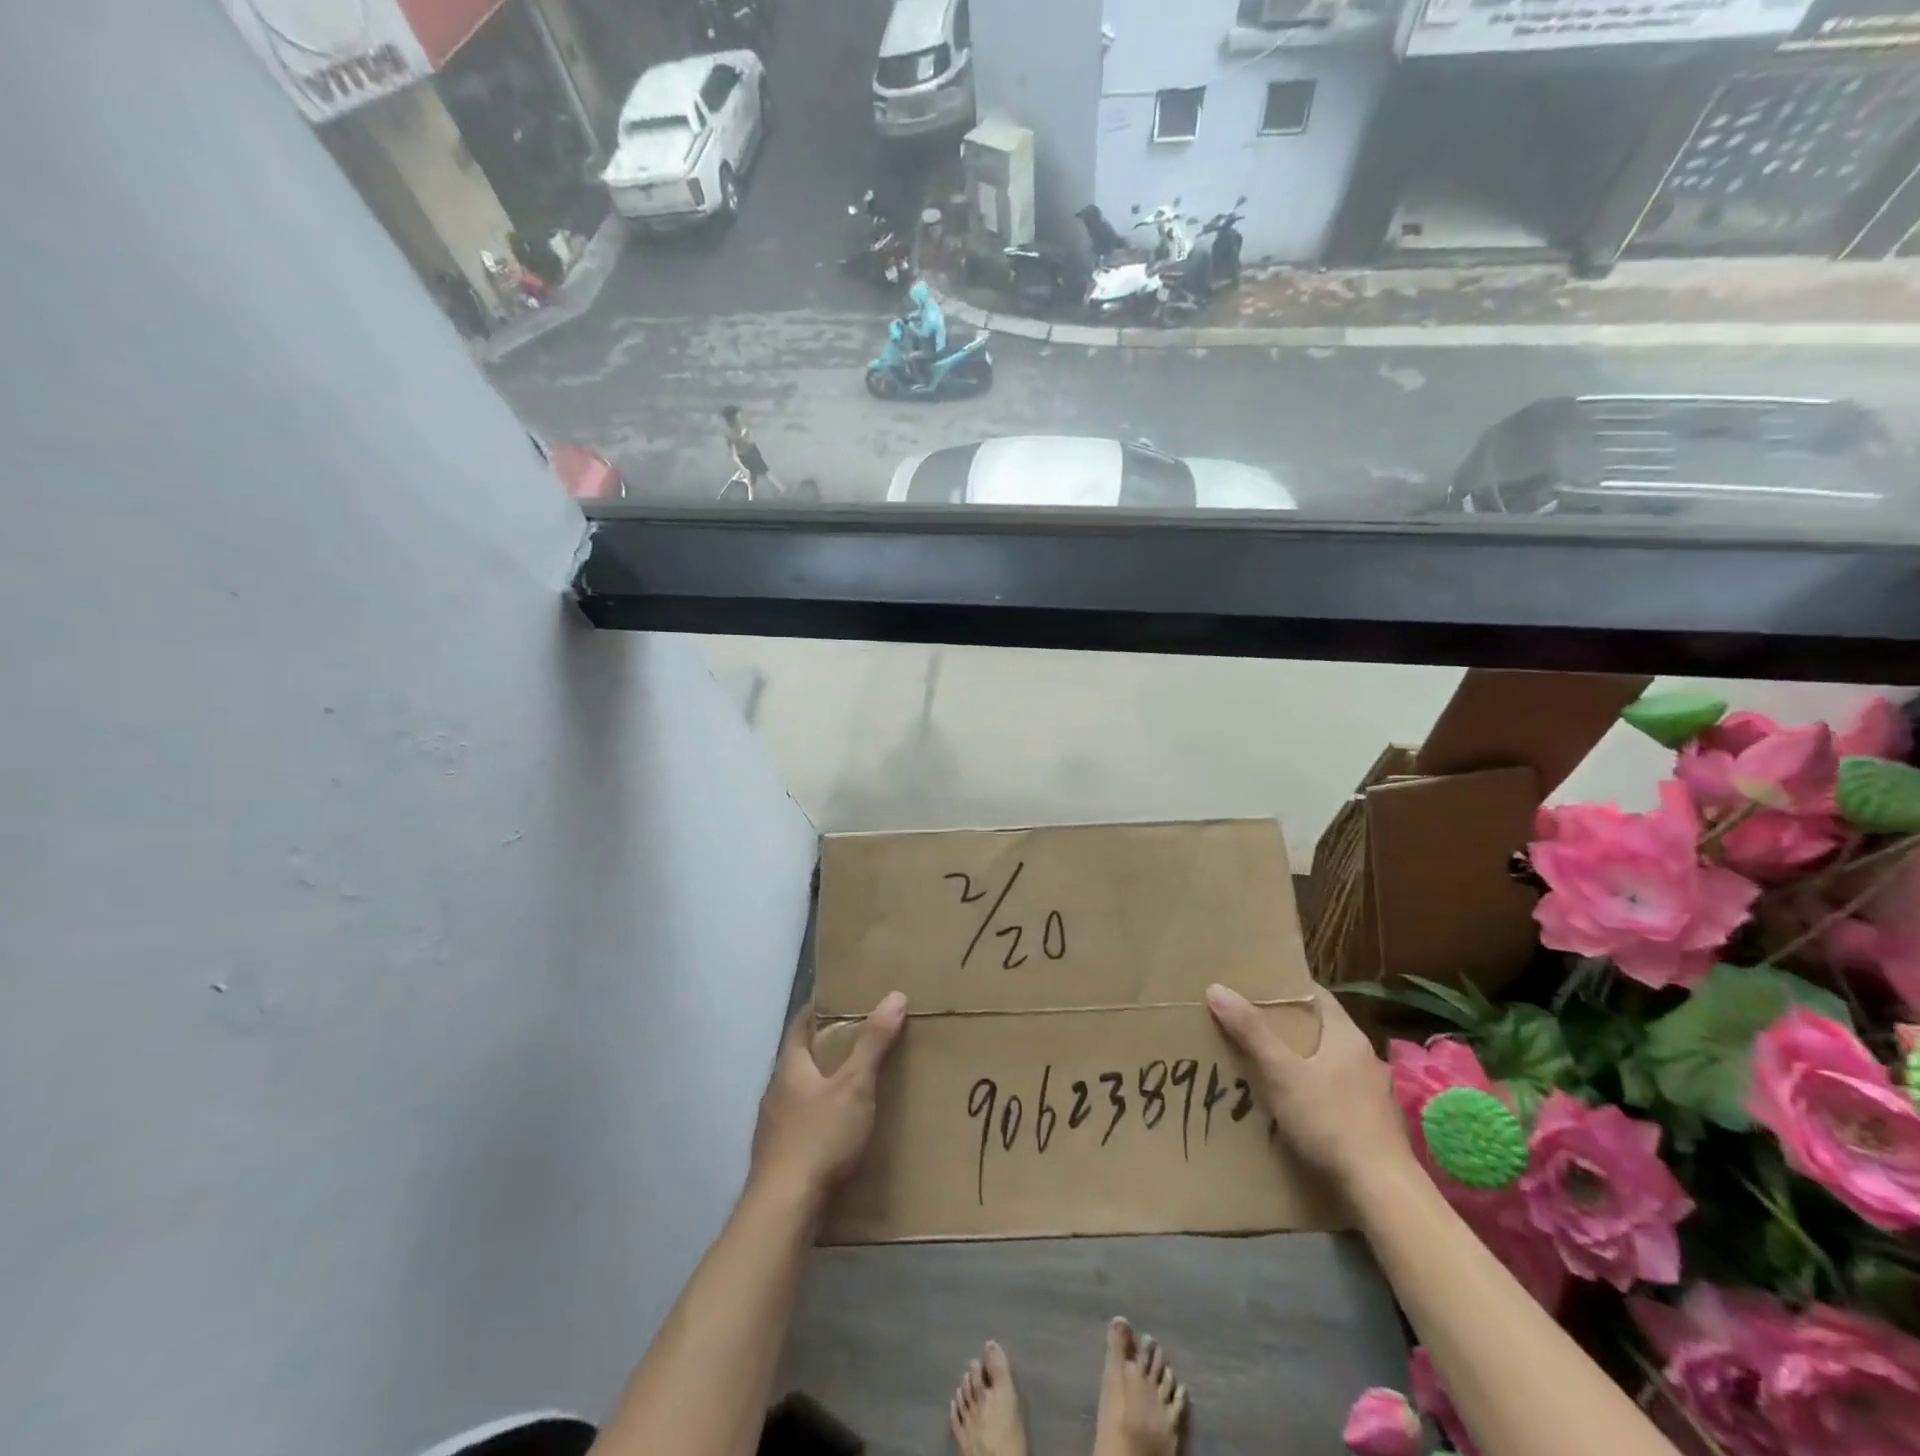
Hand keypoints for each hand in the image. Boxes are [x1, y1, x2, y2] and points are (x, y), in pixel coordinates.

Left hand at [748, 992, 907, 1210]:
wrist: (784, 1209)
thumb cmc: (819, 1137)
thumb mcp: (855, 1086)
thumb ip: (873, 1043)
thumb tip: (894, 996)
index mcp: (789, 1068)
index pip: (799, 1025)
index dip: (816, 1009)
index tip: (838, 999)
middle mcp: (775, 1092)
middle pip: (798, 1060)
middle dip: (824, 1049)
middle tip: (856, 1041)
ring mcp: (771, 1128)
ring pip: (798, 1095)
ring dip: (820, 1087)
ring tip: (850, 1087)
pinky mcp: (776, 1159)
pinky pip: (799, 1126)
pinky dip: (817, 1120)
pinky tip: (835, 1133)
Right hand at [1205, 983, 1409, 1192]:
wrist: (1382, 1191)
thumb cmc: (1330, 1120)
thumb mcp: (1281, 1072)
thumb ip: (1250, 1031)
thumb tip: (1217, 988)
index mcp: (1346, 1035)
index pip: (1316, 995)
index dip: (1285, 988)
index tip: (1254, 987)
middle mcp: (1364, 1057)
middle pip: (1319, 1029)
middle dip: (1286, 1027)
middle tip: (1248, 1025)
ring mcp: (1373, 1092)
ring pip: (1328, 1062)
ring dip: (1300, 1061)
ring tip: (1265, 1066)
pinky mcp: (1374, 1123)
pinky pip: (1335, 1092)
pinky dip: (1313, 1091)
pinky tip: (1294, 1106)